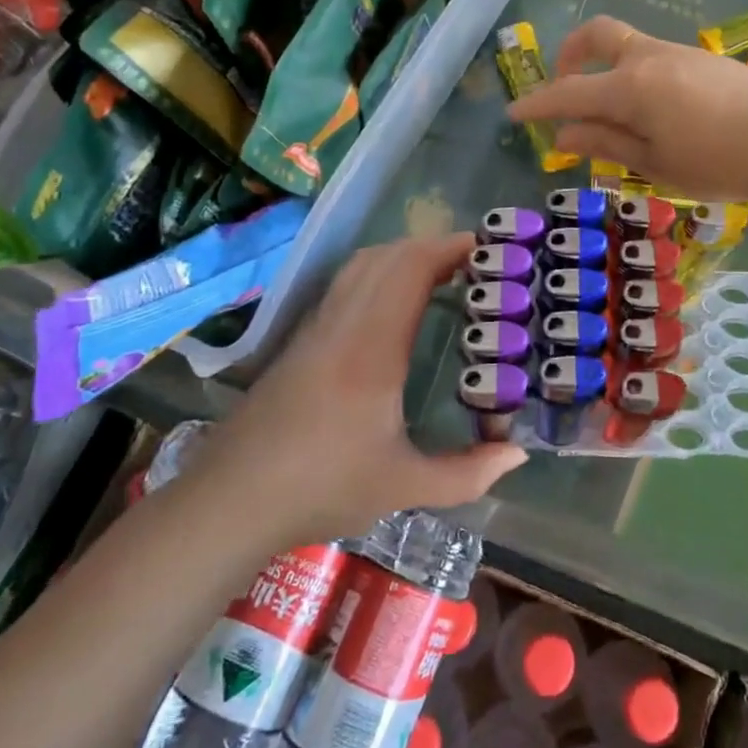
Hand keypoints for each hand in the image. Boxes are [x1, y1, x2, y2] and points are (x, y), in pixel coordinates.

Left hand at [196, 232, 525, 545]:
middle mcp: (343, 324)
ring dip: (403, 256)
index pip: (411, 270)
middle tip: (473, 263)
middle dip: (433, 247)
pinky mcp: (300, 340)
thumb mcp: (402, 487)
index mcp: (373, 347)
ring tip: (441, 273)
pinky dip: (378, 273)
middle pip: (387, 256)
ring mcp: (317, 328)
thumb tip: (517, 455)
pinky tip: (394, 302)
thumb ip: (466, 473)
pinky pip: (345, 284)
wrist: (229, 500)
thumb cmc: (321, 488)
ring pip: (361, 265)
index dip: (449, 249)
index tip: (486, 249)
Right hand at [507, 16, 747, 203]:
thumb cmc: (716, 163)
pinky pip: (657, 58)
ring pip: (630, 47)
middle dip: (571, 54)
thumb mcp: (653, 163)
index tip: (513, 113)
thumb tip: (561, 136)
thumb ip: (604, 143)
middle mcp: (651, 57)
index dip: (537, 103)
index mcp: (631, 86)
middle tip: (564, 87)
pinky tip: (656, 111)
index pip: (569, 91)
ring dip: (607, 68)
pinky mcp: (706, 59)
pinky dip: (638, 75)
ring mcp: (681, 53)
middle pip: (598, 35)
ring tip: (614, 113)